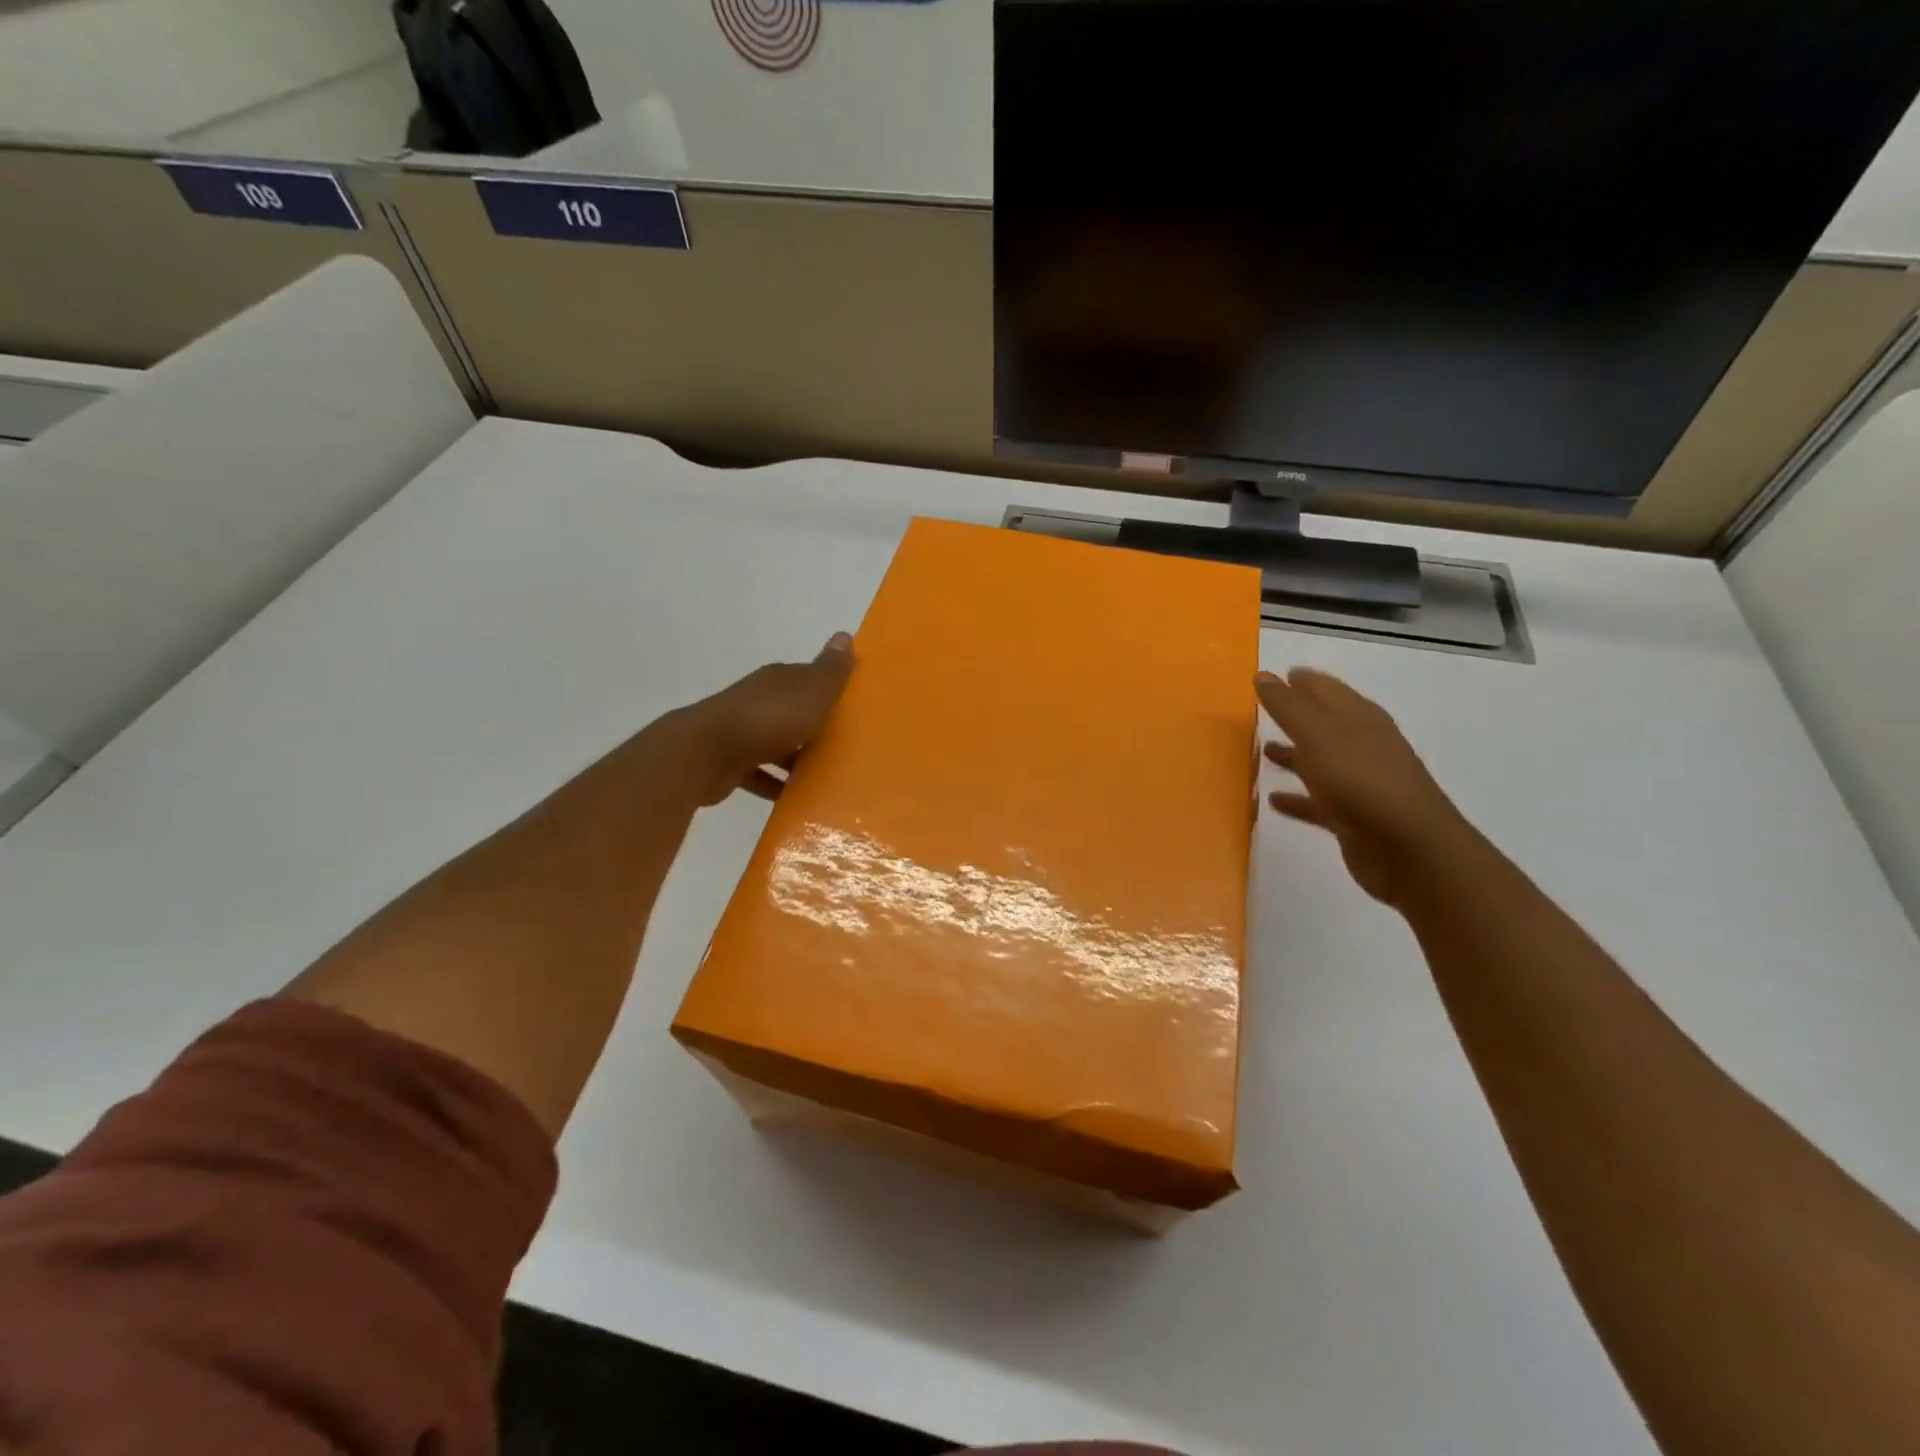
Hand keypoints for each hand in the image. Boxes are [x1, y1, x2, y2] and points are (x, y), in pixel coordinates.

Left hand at [670, 633, 855, 806]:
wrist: (705, 753)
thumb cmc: (767, 719)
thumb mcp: (811, 692)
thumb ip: (830, 671)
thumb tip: (844, 635)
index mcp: (778, 680)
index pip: (808, 678)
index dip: (830, 689)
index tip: (854, 707)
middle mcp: (758, 701)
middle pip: (793, 711)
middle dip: (816, 725)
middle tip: (847, 745)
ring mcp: (741, 732)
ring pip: (776, 743)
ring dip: (796, 758)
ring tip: (826, 777)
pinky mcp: (730, 763)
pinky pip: (760, 773)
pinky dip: (776, 784)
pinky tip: (795, 799)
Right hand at [1256, 668, 1474, 905]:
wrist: (1410, 850)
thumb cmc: (1362, 781)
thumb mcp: (1318, 736)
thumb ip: (1288, 706)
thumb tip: (1263, 675)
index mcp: (1359, 719)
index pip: (1327, 689)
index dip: (1303, 680)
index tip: (1276, 675)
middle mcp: (1362, 746)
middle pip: (1324, 724)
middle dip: (1296, 716)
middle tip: (1264, 710)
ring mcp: (1361, 783)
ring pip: (1320, 762)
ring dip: (1294, 756)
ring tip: (1262, 752)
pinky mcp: (1353, 818)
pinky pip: (1318, 802)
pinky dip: (1297, 798)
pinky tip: (1273, 801)